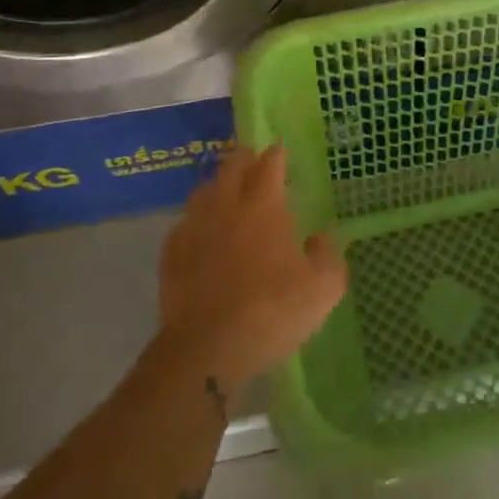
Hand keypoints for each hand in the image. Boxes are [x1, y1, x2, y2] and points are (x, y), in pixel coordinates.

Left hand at [158, 145, 346, 394]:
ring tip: (227, 193)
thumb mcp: (322, 288)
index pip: (269, 164)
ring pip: (203, 192)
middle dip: (244, 158)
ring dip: (218, 186)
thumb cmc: (271, 311)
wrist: (207, 349)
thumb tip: (320, 238)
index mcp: (263, 206)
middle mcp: (226, 207)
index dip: (276, 153)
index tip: (281, 148)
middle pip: (231, 167)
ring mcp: (194, 229)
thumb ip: (327, 256)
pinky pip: (183, 225)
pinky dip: (196, 222)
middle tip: (254, 161)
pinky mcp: (171, 256)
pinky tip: (201, 234)